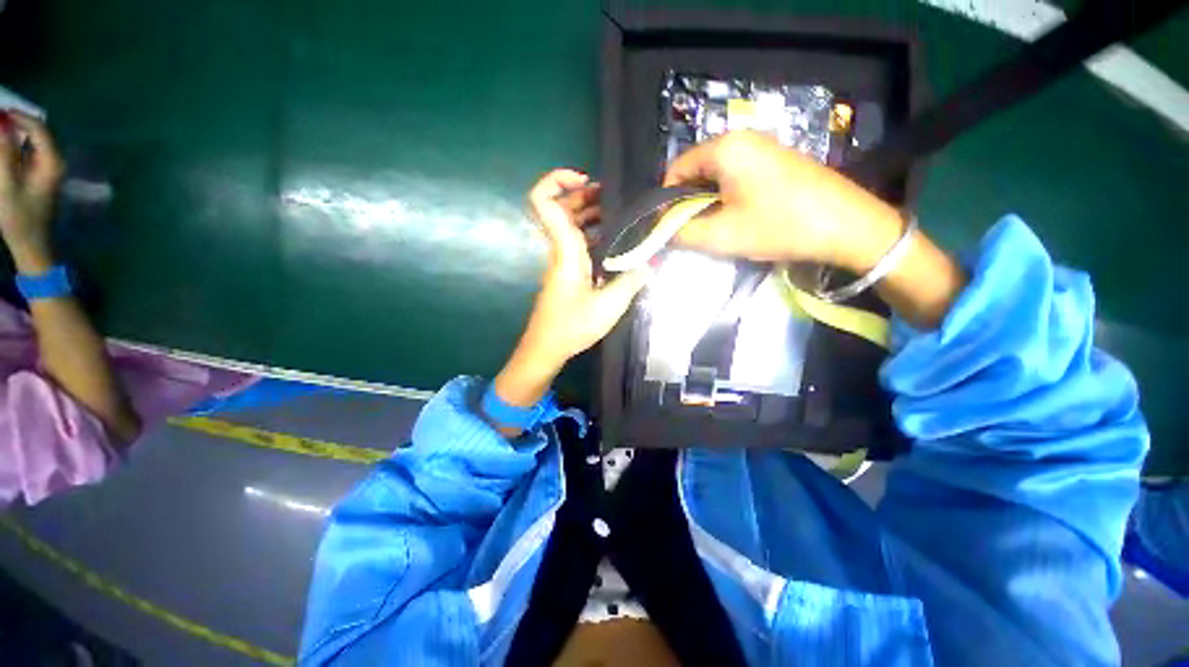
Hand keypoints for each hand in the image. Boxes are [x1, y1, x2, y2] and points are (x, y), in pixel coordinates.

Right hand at [0, 111, 64, 274]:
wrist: (32, 243)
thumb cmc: (19, 217)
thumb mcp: (7, 184)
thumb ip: (4, 153)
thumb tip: (2, 125)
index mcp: (52, 162)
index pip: (38, 128)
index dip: (18, 116)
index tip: (0, 110)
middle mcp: (56, 161)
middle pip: (37, 131)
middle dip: (17, 121)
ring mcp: (50, 168)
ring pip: (33, 139)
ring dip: (16, 131)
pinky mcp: (42, 175)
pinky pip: (30, 151)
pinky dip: (17, 143)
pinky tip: (5, 144)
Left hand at [492, 170, 651, 414]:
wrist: (546, 348)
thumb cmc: (572, 326)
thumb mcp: (609, 306)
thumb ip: (632, 281)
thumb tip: (650, 263)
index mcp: (566, 251)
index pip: (544, 203)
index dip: (557, 180)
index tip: (587, 180)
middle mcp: (560, 250)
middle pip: (560, 208)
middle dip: (584, 194)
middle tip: (613, 197)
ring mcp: (561, 261)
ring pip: (569, 226)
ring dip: (589, 214)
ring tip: (619, 214)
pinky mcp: (566, 273)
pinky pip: (576, 243)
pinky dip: (592, 234)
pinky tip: (613, 242)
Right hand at [663, 130, 902, 271]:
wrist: (847, 225)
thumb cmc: (778, 225)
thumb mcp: (721, 236)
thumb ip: (682, 233)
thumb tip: (661, 231)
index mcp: (724, 148)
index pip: (676, 169)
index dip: (667, 200)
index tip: (671, 227)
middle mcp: (741, 138)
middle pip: (696, 170)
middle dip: (688, 202)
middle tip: (694, 231)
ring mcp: (762, 147)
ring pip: (716, 175)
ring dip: (708, 202)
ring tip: (717, 227)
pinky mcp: (775, 160)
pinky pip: (736, 176)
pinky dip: (727, 197)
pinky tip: (738, 217)